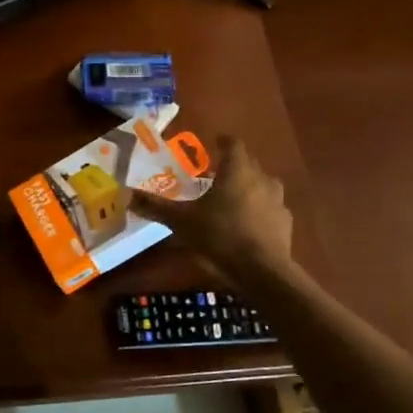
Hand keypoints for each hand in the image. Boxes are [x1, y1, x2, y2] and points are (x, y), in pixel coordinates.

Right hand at [130, 135, 293, 284]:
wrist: (262, 270)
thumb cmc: (219, 236)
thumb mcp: (181, 222)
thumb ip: (156, 207)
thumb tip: (127, 195)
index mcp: (237, 171)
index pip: (233, 144)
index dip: (224, 141)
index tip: (215, 141)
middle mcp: (261, 179)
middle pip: (249, 163)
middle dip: (234, 165)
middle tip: (216, 174)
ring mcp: (277, 201)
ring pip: (263, 185)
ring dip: (250, 187)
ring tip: (233, 199)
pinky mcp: (285, 222)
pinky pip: (271, 208)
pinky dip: (261, 210)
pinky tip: (249, 224)